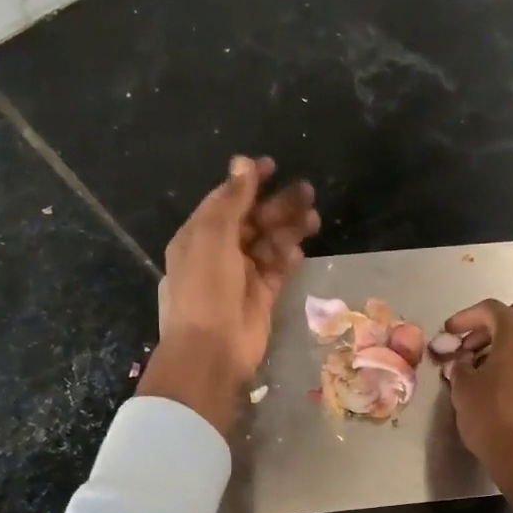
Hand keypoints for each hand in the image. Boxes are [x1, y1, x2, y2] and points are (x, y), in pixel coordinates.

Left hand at [139, 155, 318, 436]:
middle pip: (252, 221)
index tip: (274, 166)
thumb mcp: (213, 235)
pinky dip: (287, 259)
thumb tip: (242, 162)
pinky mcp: (260, 298)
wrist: (211, 350)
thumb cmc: (205, 288)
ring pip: (268, 245)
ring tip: (314, 218)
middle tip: (308, 192)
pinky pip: (276, 271)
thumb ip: (231, 199)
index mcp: (198, 235)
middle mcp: (218, 253)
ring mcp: (240, 277)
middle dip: (277, 205)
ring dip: (288, 229)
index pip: (225, 200)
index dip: (248, 182)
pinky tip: (301, 250)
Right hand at [443, 299, 512, 512]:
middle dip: (489, 325)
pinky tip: (502, 379)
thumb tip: (462, 361)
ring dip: (506, 341)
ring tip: (482, 363)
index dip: (465, 317)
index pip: (490, 309)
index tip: (448, 332)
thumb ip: (459, 366)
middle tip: (467, 345)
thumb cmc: (492, 418)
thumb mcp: (463, 389)